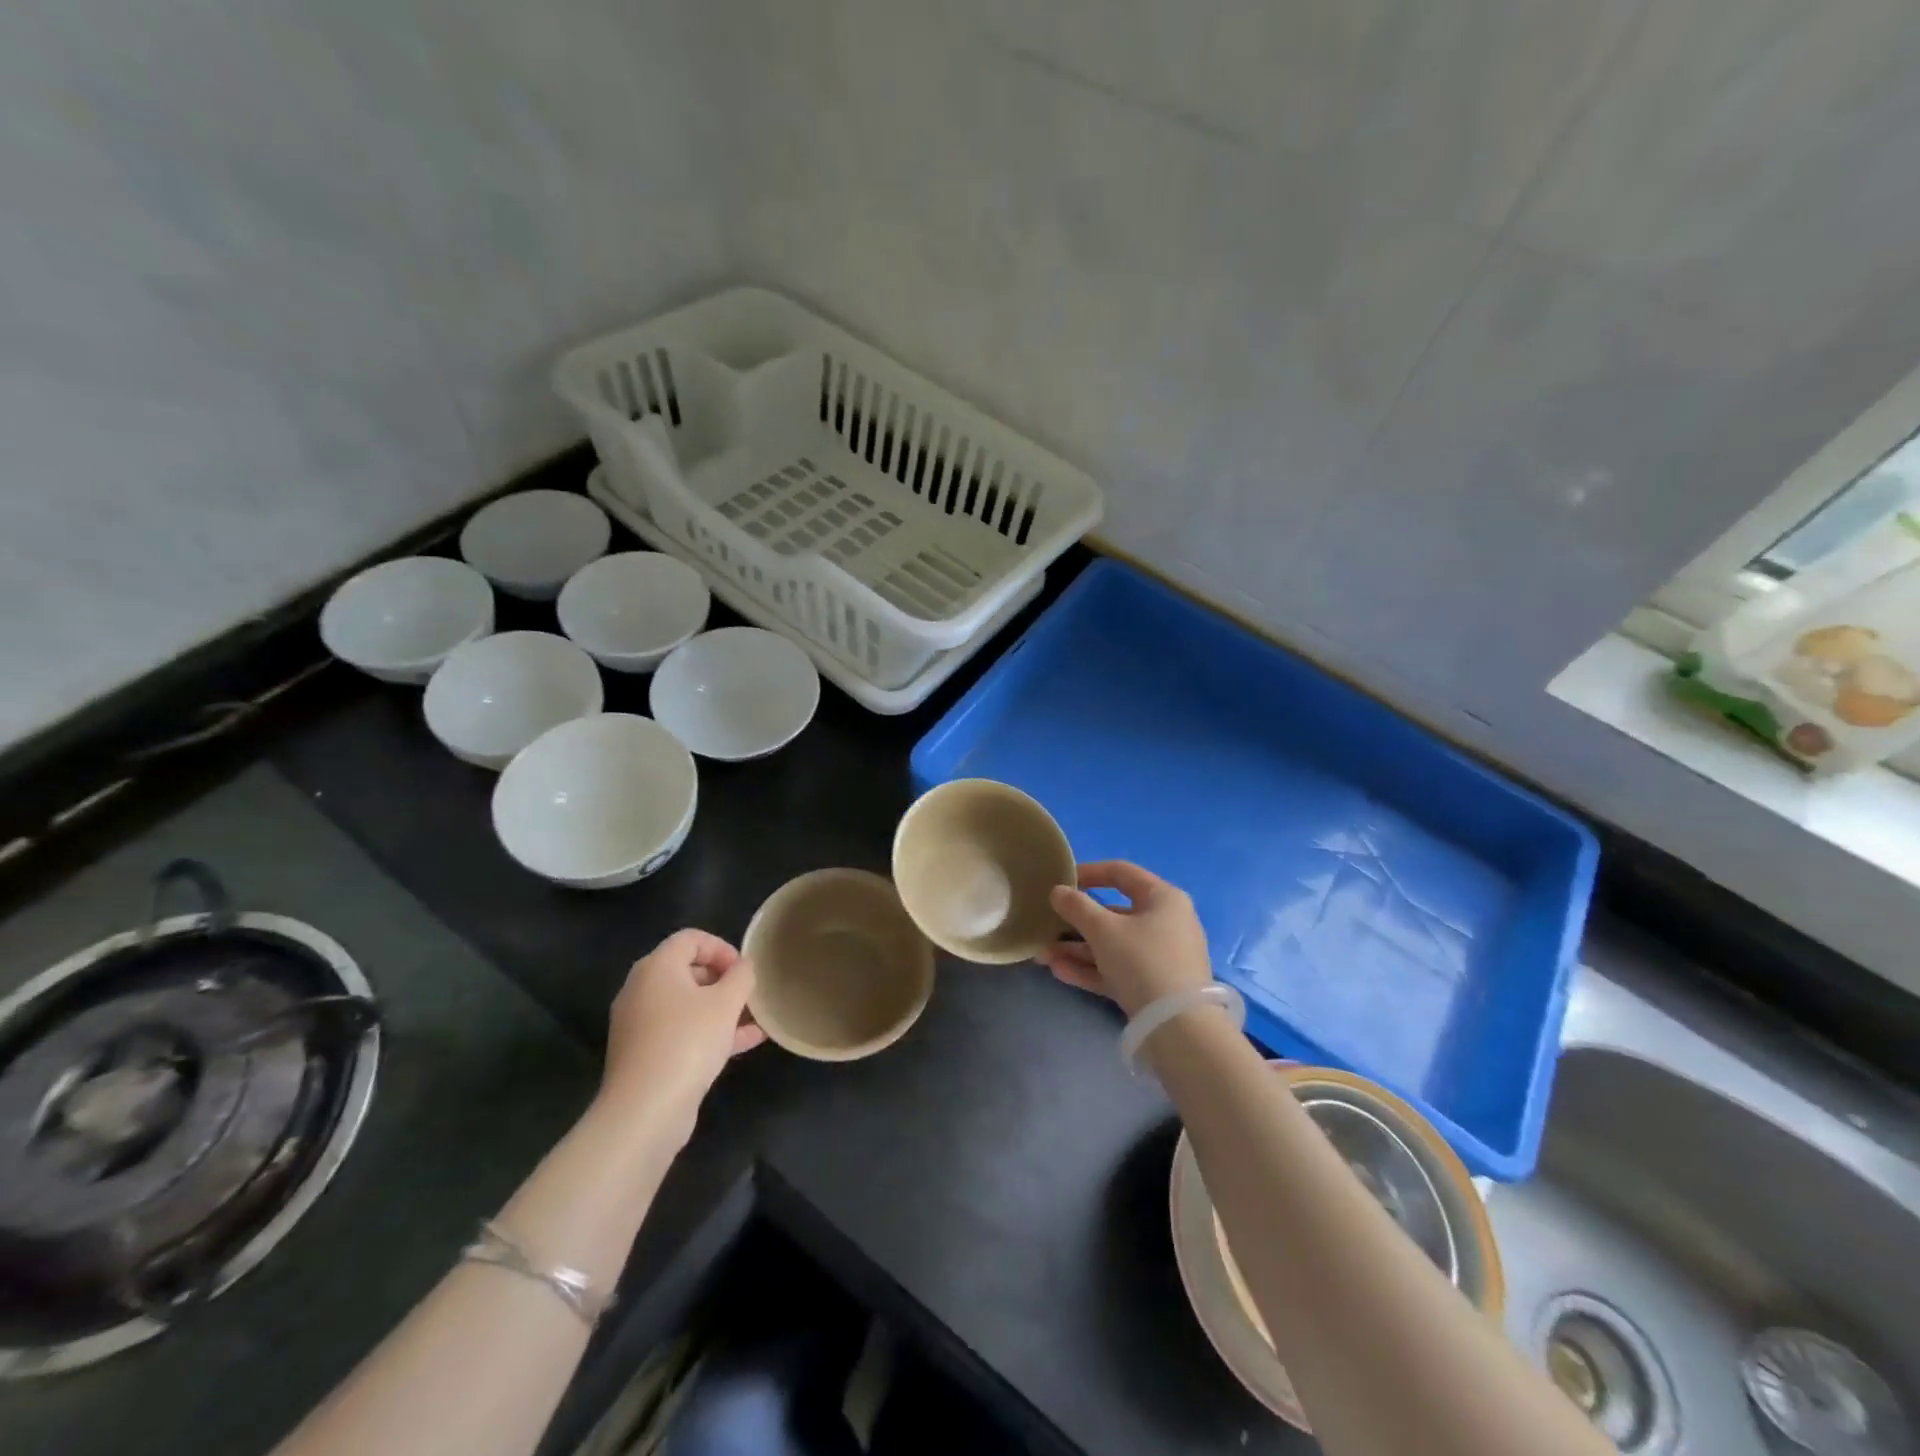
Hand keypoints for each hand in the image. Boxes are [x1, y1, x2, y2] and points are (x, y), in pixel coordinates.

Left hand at [599, 930, 765, 1140]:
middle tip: (748, 994)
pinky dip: (708, 1031)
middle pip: (687, 970)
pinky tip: (745, 1043)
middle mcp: (641, 990)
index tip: (744, 970)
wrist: (645, 1111)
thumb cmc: (688, 1042)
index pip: (691, 939)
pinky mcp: (644, 1054)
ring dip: (720, 1008)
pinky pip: (681, 1031)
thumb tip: (743, 966)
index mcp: (656, 967)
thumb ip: (741, 976)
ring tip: (753, 1019)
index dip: (722, 947)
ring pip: (686, 1004)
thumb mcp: (726, 1002)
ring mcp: (639, 1024)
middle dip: (722, 979)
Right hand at [1040, 861, 1211, 1017]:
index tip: (1060, 881)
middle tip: (1046, 926)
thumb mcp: (1104, 930)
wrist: (1178, 1028)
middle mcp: (1166, 922)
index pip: (1121, 872)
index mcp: (1162, 898)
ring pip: (1113, 945)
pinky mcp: (1154, 986)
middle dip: (1076, 922)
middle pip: (1114, 913)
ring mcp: (1161, 956)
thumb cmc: (1142, 962)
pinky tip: (1059, 972)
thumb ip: (1077, 907)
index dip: (1088, 872)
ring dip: (1077, 949)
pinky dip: (1091, 969)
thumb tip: (1058, 891)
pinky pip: (1118, 969)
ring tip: (1043, 956)